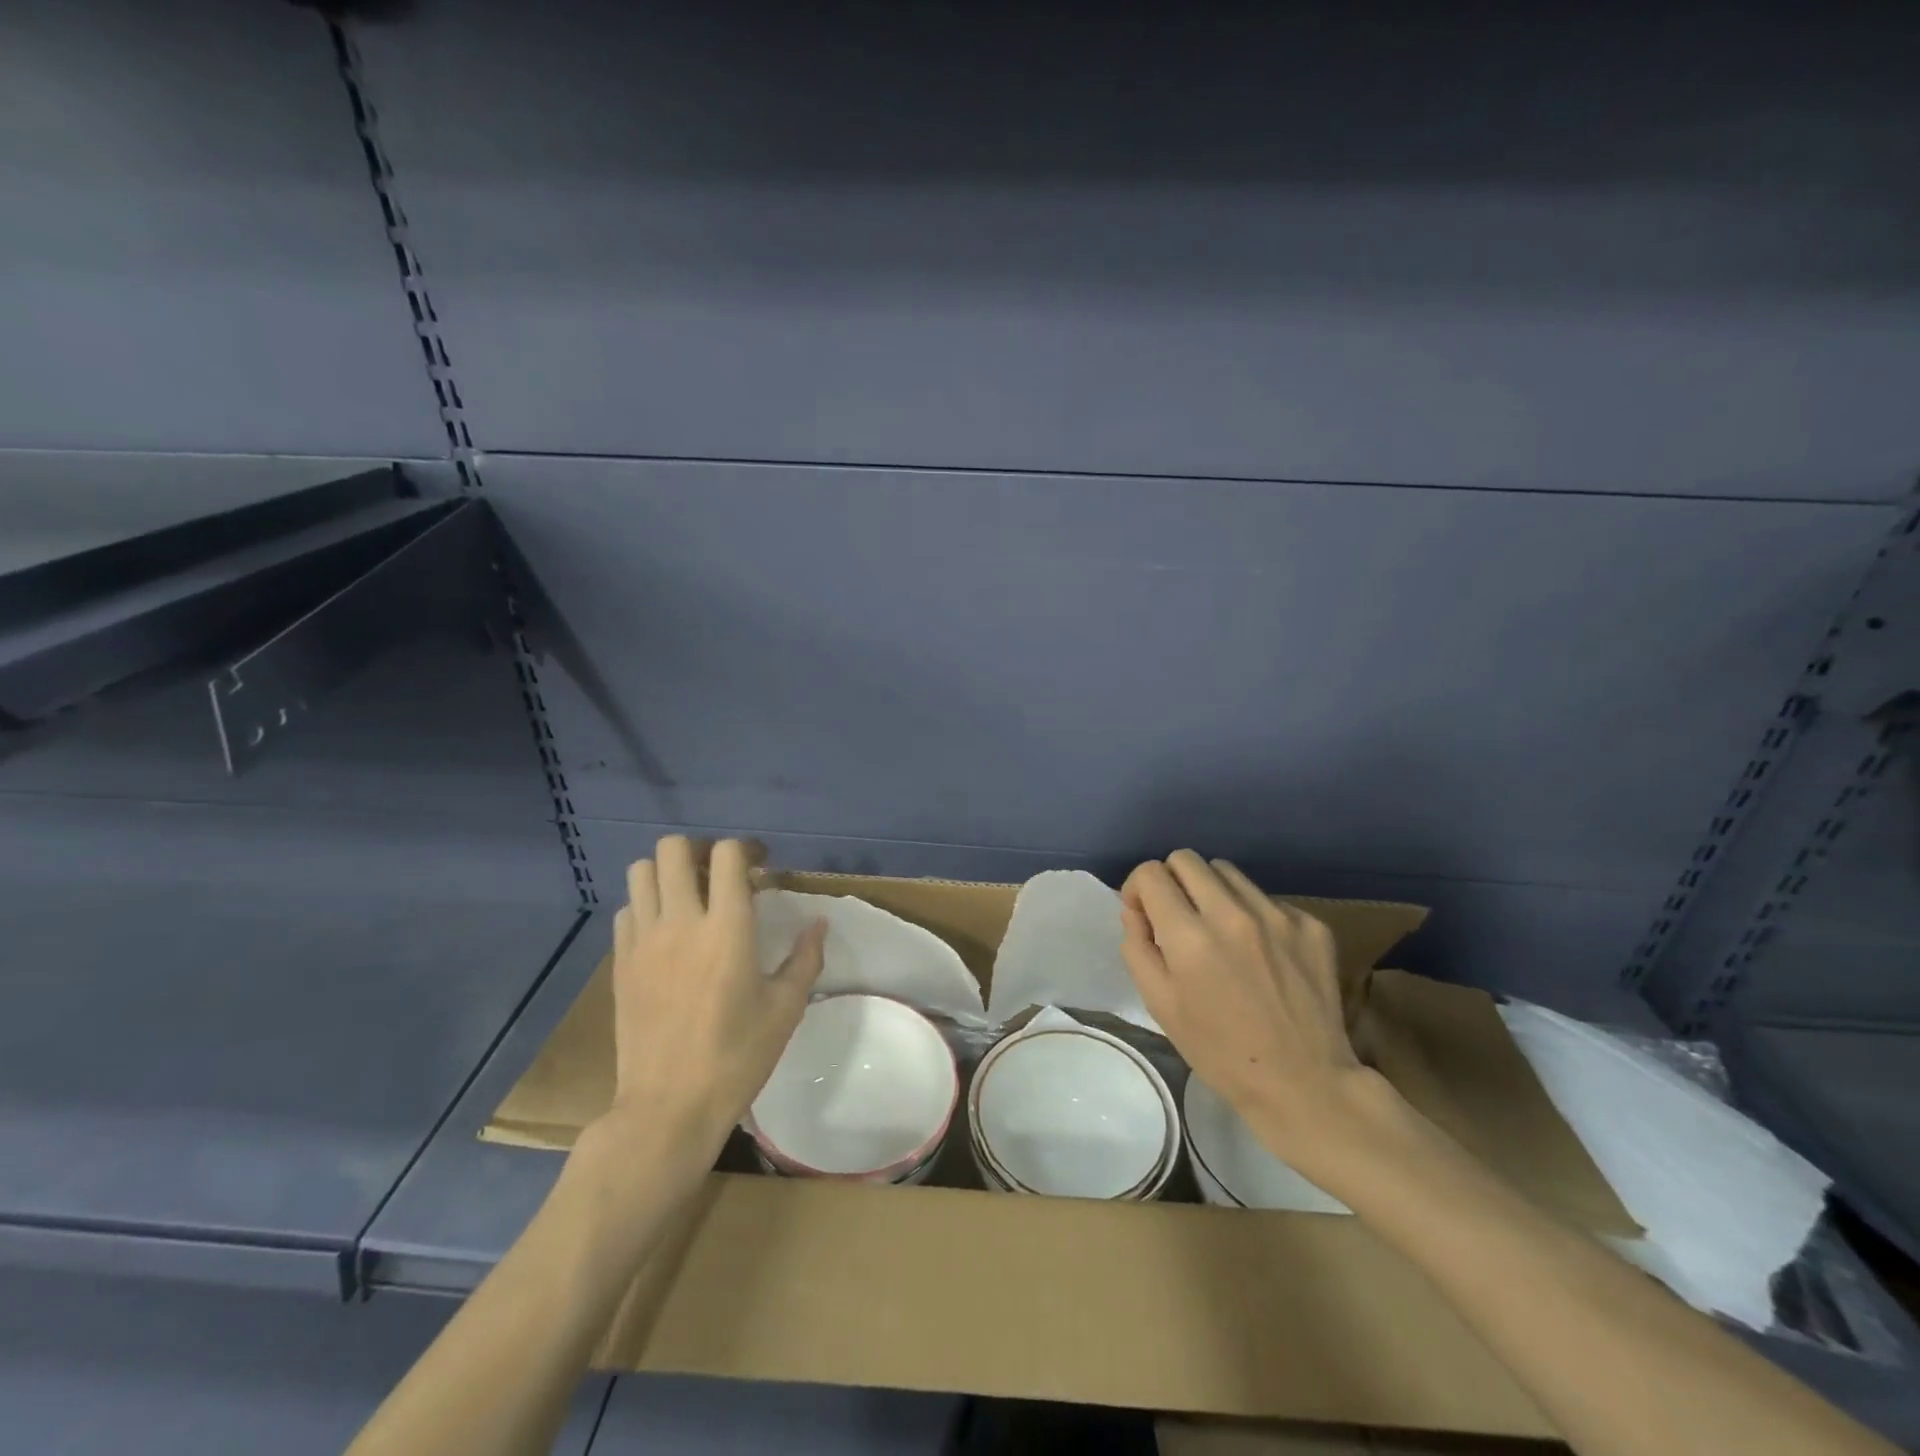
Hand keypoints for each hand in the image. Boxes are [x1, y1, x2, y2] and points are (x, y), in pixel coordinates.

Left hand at [598, 836, 825, 1157]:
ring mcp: (643, 940)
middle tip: (719, 874)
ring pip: (641, 872)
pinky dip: (646, 906)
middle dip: (700, 850)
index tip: (760, 867)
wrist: (668, 1108)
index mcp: (727, 928)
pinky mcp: (619, 962)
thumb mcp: (785, 1009)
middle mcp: (681, 922)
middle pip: (674, 849)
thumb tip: (819, 923)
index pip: (728, 854)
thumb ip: (805, 958)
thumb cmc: (736, 1057)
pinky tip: (665, 932)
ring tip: (689, 896)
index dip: (746, 849)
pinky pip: (626, 910)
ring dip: (667, 873)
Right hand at [1120, 850, 1394, 1175]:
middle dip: (1171, 881)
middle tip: (1177, 917)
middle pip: (1186, 859)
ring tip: (1218, 931)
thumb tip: (1136, 910)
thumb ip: (1137, 947)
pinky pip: (1265, 898)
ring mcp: (1277, 915)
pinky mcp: (1311, 924)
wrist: (1305, 1084)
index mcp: (1190, 937)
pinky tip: (1258, 952)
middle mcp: (1233, 914)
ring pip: (1227, 872)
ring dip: (1211, 891)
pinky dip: (1251, 914)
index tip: (1144, 914)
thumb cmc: (1221, 1052)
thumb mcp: (1160, 1006)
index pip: (1151, 873)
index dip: (1138, 889)